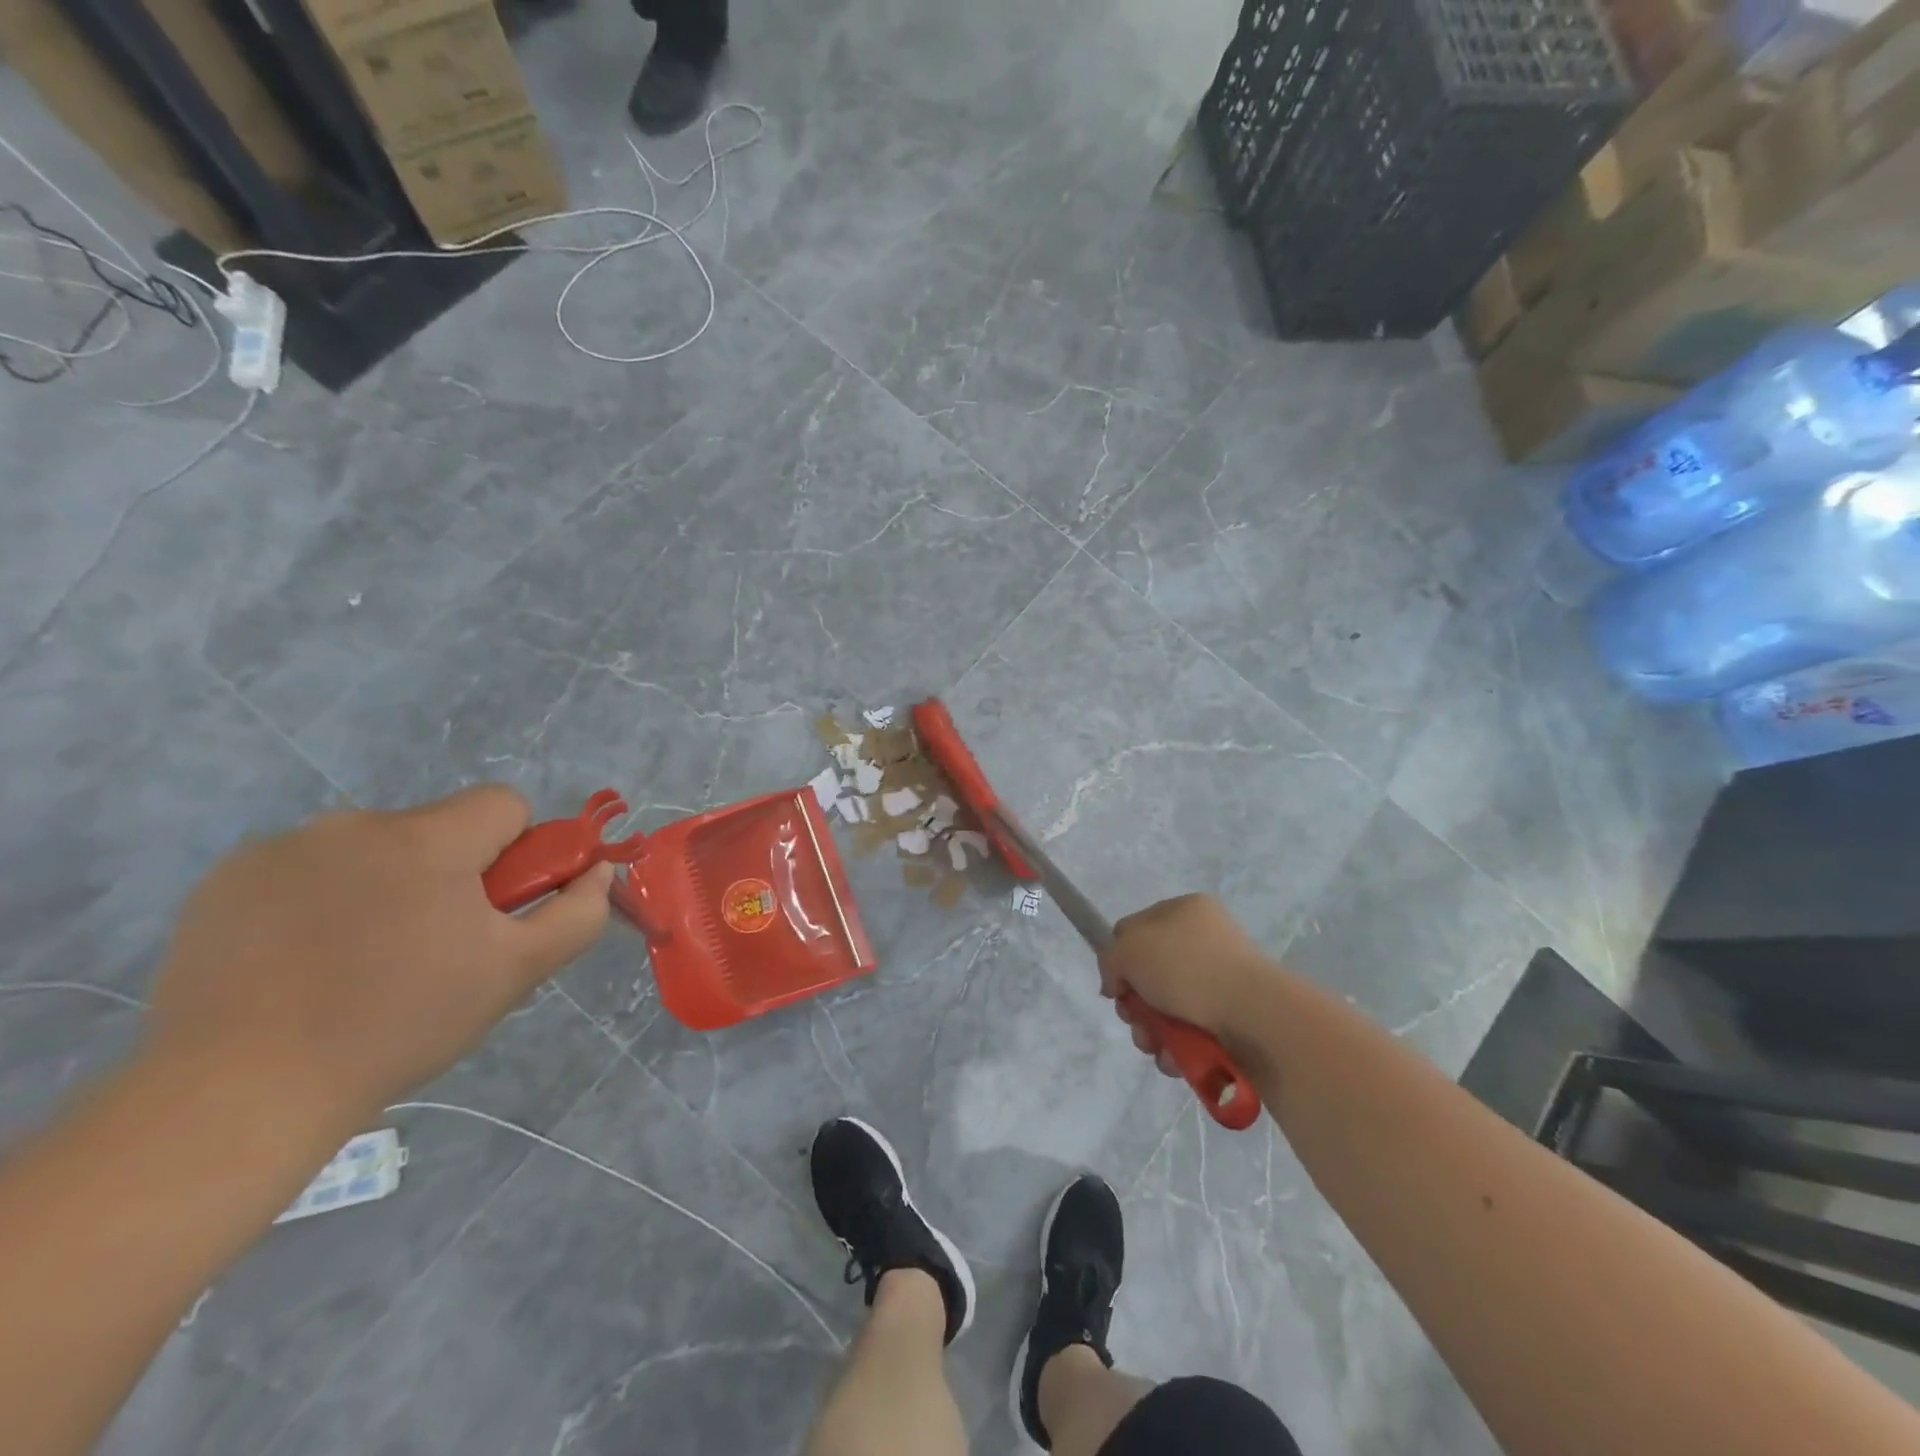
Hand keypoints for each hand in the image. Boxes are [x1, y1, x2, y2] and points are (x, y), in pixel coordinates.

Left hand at [145, 786, 611, 1132]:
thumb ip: (576, 913)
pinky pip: (307, 869)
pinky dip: (320, 900)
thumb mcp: (515, 972)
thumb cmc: (400, 1025)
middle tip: (433, 948)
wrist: (237, 1093)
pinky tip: (302, 964)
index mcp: (428, 839)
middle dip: (449, 873)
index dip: (517, 850)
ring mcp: (282, 848)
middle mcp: (354, 824)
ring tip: (361, 963)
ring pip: (372, 849)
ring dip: (385, 885)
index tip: (495, 907)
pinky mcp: (226, 880)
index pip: (503, 803)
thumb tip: (599, 869)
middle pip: (437, 828)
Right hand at [1099, 894, 1272, 1070]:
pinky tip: (1176, 1057)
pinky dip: (1178, 1047)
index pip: (1136, 929)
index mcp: (1185, 910)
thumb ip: (1109, 959)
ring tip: (1156, 1046)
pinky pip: (1192, 1031)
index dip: (1119, 958)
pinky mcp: (1234, 1018)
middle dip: (1136, 1004)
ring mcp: (1222, 980)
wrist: (1253, 1014)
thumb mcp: (1128, 949)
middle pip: (1150, 974)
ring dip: (1152, 1031)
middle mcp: (1205, 940)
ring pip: (1168, 1008)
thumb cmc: (1186, 968)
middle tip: (1135, 1019)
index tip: (1116, 987)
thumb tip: (1117, 984)